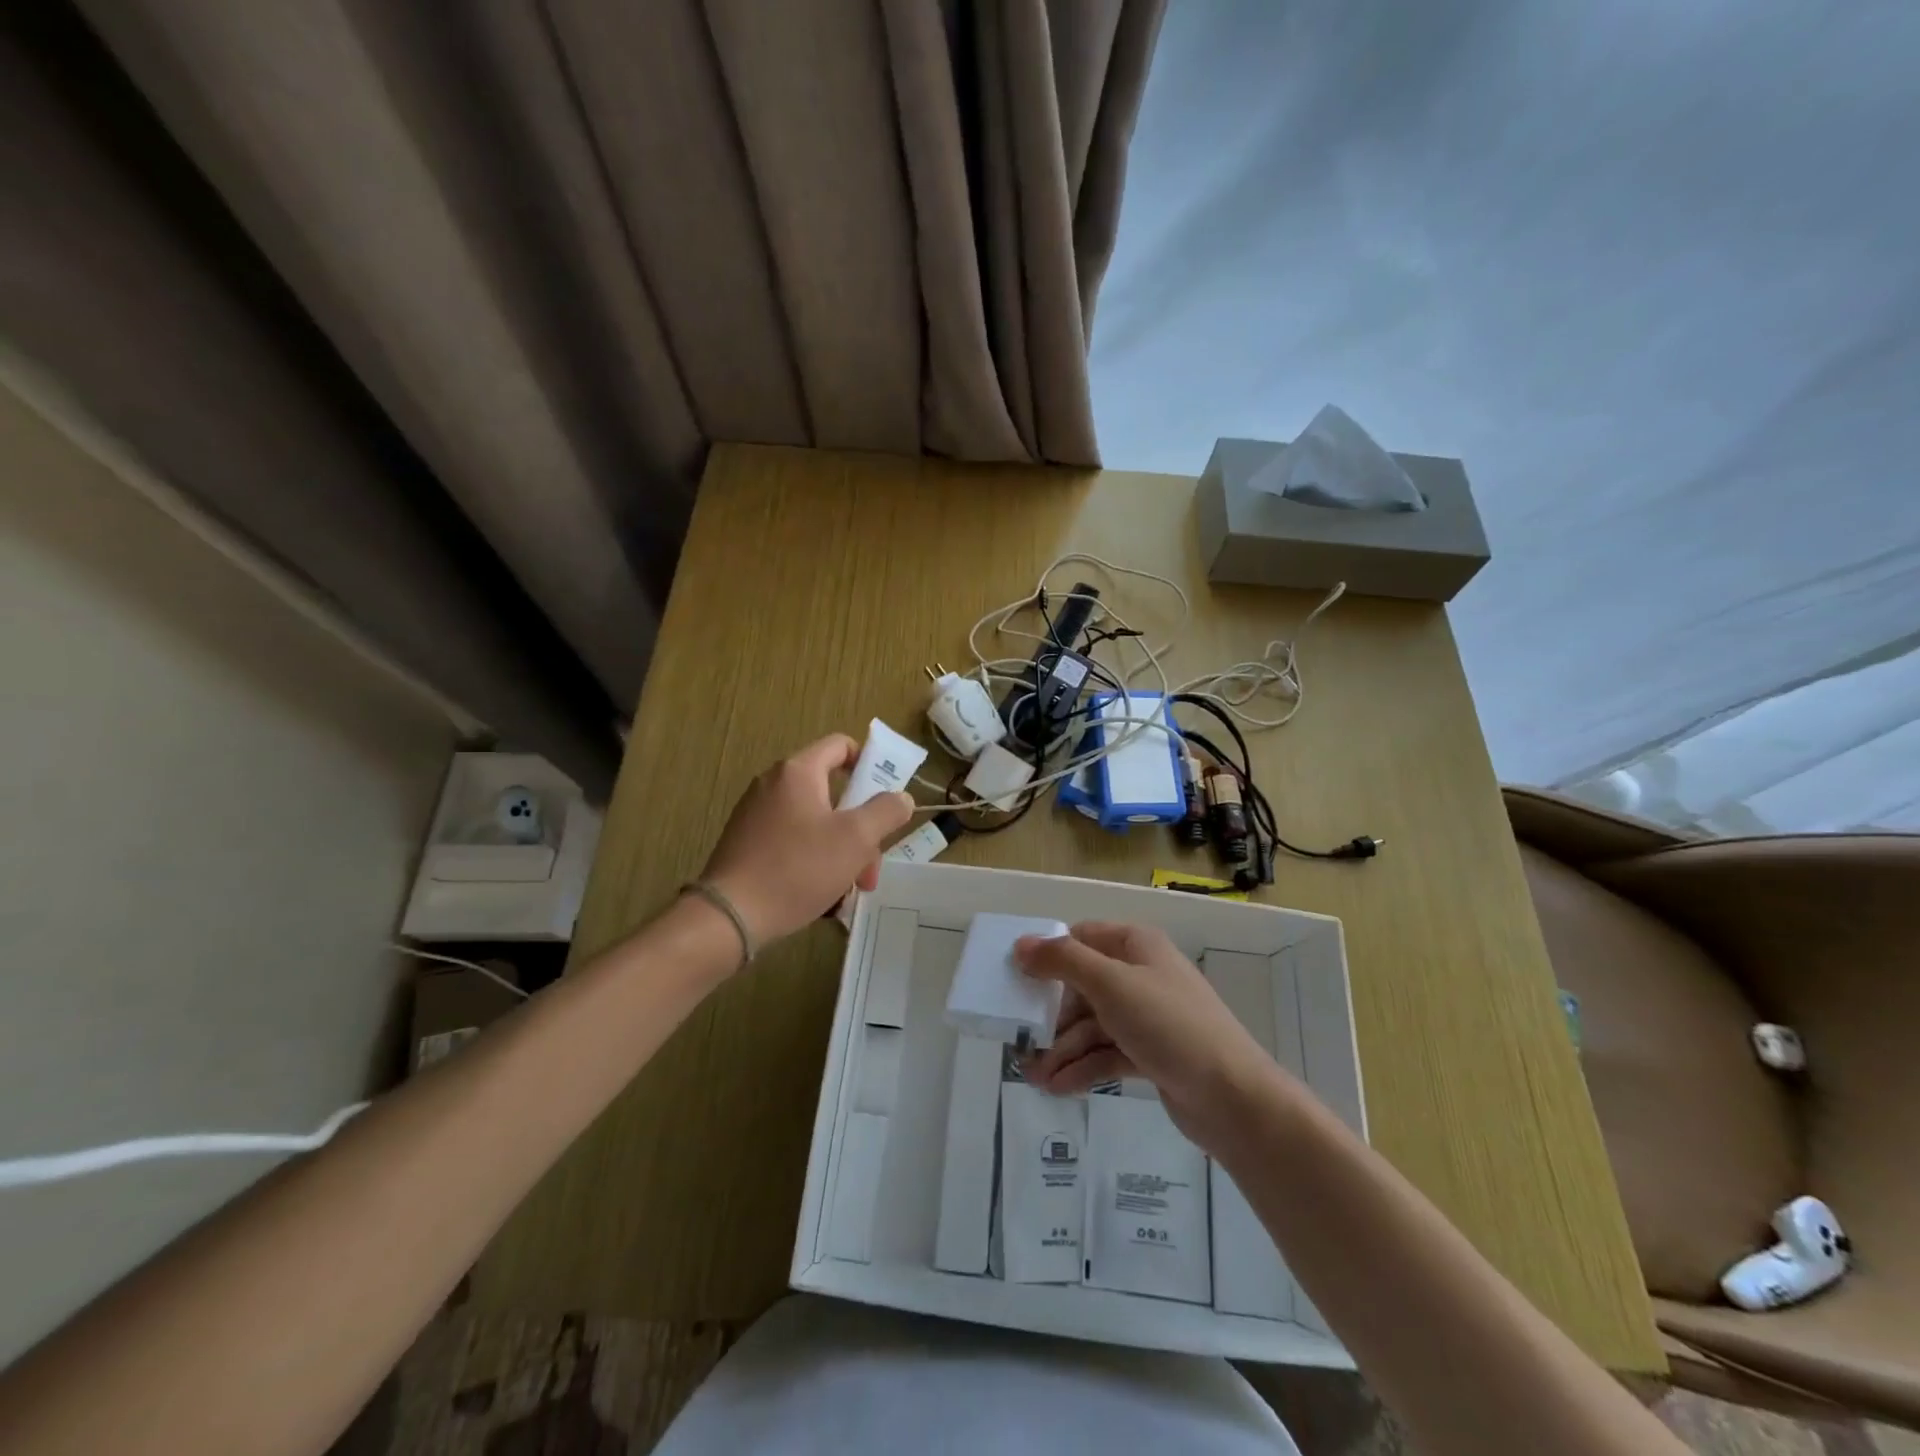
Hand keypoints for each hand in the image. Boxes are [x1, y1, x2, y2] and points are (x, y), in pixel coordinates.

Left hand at [699, 734, 913, 947]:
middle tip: (869, 870)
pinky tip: (820, 898)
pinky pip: (792, 842)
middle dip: (860, 831)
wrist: (729, 916)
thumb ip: (885, 812)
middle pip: (832, 794)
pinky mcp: (746, 843)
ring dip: (840, 853)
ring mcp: (755, 814)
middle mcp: (773, 784)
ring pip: (815, 824)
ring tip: (847, 893)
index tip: (885, 800)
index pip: (841, 746)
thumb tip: (900, 797)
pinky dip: (812, 862)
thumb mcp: (855, 839)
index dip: (869, 764)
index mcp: (798, 772)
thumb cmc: (798, 868)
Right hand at [1015, 922, 1282, 1148]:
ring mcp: (1148, 1016)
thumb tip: (1021, 944)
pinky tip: (1057, 1087)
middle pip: (1083, 986)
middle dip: (1052, 1015)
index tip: (1017, 981)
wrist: (1232, 1097)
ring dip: (1063, 1049)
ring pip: (1093, 1024)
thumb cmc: (1168, 1025)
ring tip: (1035, 1077)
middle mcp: (1141, 974)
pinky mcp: (1151, 1054)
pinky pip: (1107, 1053)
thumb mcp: (1110, 984)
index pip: (1081, 938)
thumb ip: (1063, 961)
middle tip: (1021, 1039)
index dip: (1048, 956)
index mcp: (1135, 945)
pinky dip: (1083, 1067)